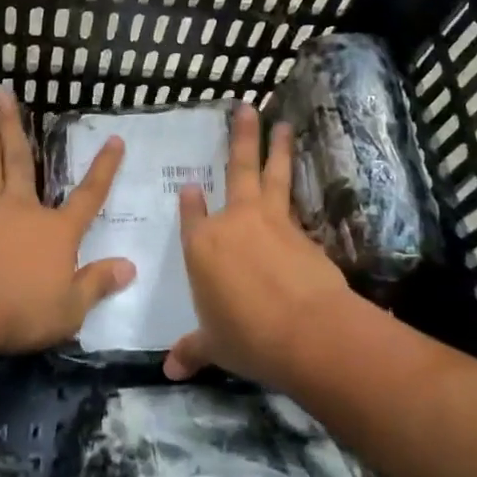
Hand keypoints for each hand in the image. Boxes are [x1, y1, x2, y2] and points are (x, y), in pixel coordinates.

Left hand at [0, 86, 131, 353]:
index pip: (89, 196)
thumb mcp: (72, 308)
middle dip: (14, 124)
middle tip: (3, 90)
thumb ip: (98, 284)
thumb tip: (130, 267)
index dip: (104, 169)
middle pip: (20, 160)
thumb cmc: (23, 310)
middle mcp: (20, 211)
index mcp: (56, 230)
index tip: (115, 140)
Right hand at [164, 103, 352, 389]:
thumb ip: (193, 350)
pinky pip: (294, 203)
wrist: (307, 331)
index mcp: (202, 246)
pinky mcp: (301, 231)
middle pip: (236, 170)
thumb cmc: (247, 337)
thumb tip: (170, 369)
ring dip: (277, 146)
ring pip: (272, 174)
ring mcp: (270, 221)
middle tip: (247, 107)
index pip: (192, 215)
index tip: (191, 186)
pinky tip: (300, 184)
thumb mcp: (215, 346)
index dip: (191, 201)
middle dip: (241, 137)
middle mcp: (234, 222)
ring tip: (282, 122)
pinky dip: (296, 187)